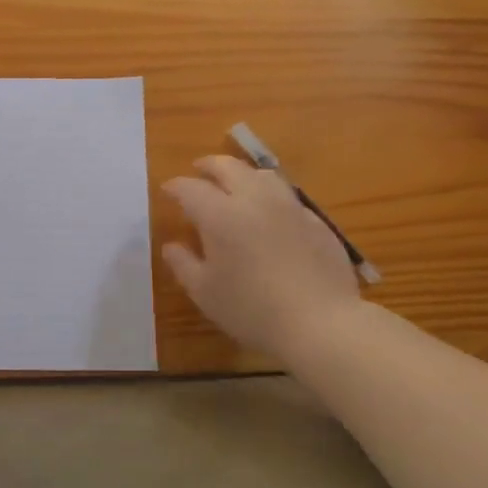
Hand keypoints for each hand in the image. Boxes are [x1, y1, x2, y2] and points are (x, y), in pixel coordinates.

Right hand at [162, 155, 361, 358]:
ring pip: (262, 175)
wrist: (321, 323)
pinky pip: (287, 197)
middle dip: (209, 165)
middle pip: (228, 166)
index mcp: (220, 214)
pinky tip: (270, 215)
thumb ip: (183, 264)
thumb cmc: (252, 309)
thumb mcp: (204, 292)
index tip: (167, 191)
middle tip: (198, 171)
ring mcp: (289, 207)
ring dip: (242, 174)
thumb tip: (171, 246)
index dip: (175, 187)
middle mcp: (253, 200)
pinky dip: (270, 197)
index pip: (190, 188)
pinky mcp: (315, 221)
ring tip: (235, 184)